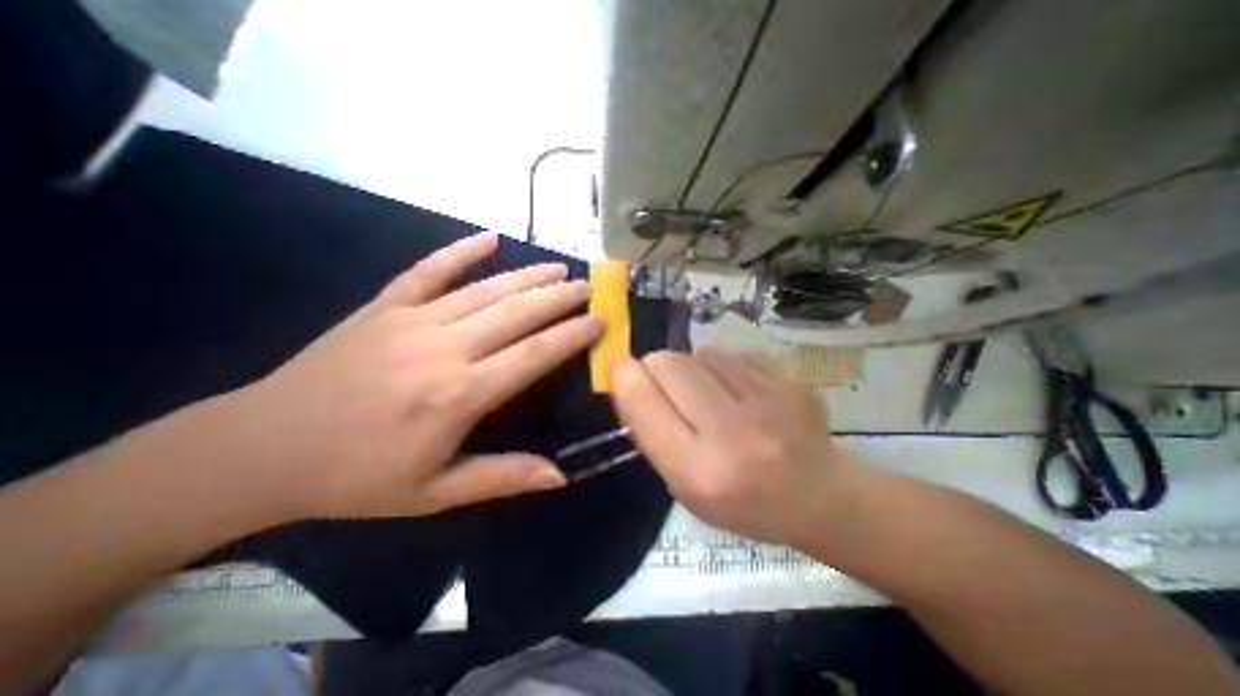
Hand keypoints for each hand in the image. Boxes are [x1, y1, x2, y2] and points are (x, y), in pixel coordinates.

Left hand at [219, 233, 604, 521]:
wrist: (260, 449)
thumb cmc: (356, 478)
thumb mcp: (435, 493)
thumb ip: (502, 478)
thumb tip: (560, 476)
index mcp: (459, 394)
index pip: (534, 354)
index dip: (571, 335)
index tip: (598, 321)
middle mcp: (444, 348)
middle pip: (516, 313)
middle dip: (559, 297)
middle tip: (587, 287)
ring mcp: (412, 320)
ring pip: (484, 289)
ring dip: (527, 276)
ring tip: (558, 268)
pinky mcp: (384, 306)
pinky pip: (428, 270)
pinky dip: (460, 250)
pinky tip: (488, 237)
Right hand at [608, 347, 865, 548]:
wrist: (818, 495)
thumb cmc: (741, 501)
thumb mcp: (683, 485)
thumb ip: (651, 431)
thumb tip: (628, 377)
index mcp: (698, 471)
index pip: (642, 401)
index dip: (623, 375)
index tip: (618, 366)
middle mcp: (732, 433)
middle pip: (668, 362)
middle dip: (656, 367)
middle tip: (667, 385)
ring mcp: (767, 401)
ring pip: (700, 352)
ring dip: (694, 367)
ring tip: (710, 392)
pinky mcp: (789, 380)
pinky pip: (733, 352)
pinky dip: (724, 365)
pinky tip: (739, 389)